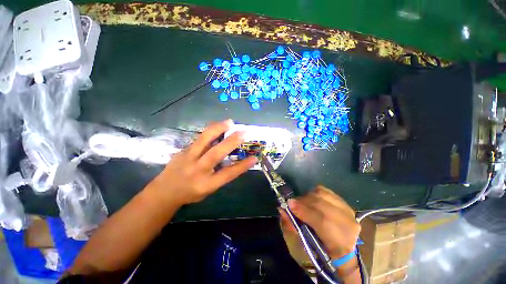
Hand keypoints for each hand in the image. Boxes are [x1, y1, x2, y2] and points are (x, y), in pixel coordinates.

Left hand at [149, 119, 256, 204]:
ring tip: (229, 122)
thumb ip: (221, 175)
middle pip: (215, 154)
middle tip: (243, 132)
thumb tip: (235, 161)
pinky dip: (210, 131)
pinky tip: (217, 126)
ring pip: (203, 140)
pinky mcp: (183, 150)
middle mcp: (197, 170)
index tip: (254, 157)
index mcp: (206, 184)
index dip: (242, 166)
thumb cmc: (190, 193)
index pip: (227, 174)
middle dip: (231, 142)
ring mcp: (187, 158)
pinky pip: (199, 138)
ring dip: (218, 129)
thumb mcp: (209, 189)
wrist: (164, 192)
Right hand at [280, 185, 359, 264]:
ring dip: (309, 196)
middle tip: (292, 202)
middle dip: (304, 201)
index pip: (321, 221)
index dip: (303, 210)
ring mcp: (349, 212)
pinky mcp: (346, 204)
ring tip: (302, 201)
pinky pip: (327, 192)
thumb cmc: (322, 250)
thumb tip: (282, 210)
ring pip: (324, 195)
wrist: (344, 251)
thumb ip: (294, 225)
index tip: (289, 204)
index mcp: (340, 243)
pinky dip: (316, 192)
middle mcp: (348, 225)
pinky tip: (311, 197)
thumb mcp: (307, 243)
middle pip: (322, 204)